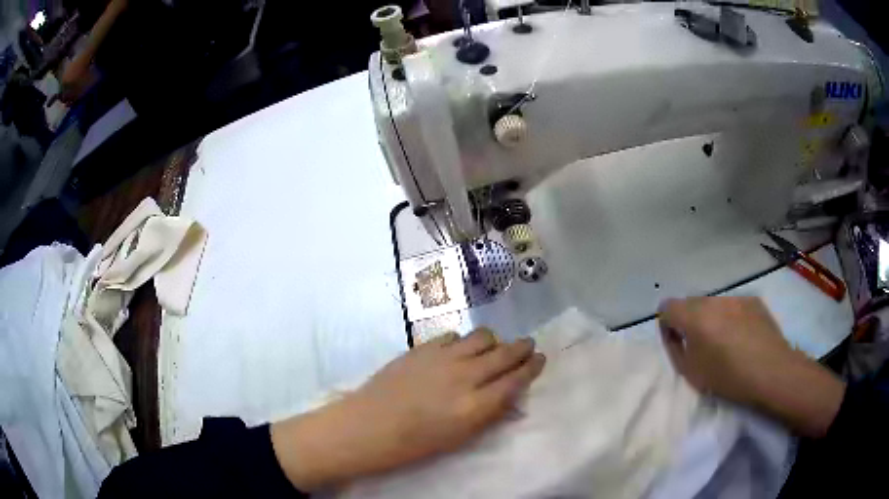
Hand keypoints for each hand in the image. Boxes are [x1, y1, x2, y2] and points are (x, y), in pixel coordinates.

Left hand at [271, 329, 545, 490]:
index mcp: (477, 404)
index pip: (517, 378)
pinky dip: (462, 342)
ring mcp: (443, 357)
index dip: (532, 366)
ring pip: (482, 337)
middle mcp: (465, 375)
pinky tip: (457, 351)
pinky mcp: (423, 347)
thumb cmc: (415, 443)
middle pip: (505, 353)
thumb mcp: (460, 438)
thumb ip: (489, 414)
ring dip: (492, 342)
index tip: (540, 359)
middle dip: (521, 347)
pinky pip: (453, 335)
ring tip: (491, 349)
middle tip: (527, 346)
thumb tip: (510, 398)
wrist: (369, 426)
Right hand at [658, 297, 844, 436]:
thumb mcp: (691, 373)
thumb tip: (675, 333)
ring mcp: (736, 297)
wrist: (772, 373)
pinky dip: (731, 317)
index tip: (678, 342)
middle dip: (690, 320)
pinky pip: (733, 306)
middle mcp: (714, 300)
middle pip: (691, 303)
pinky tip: (743, 337)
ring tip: (725, 342)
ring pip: (714, 304)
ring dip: (712, 318)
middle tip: (701, 345)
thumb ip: (676, 349)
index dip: (667, 324)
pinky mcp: (753, 300)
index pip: (667, 307)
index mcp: (695, 317)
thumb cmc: (728, 379)